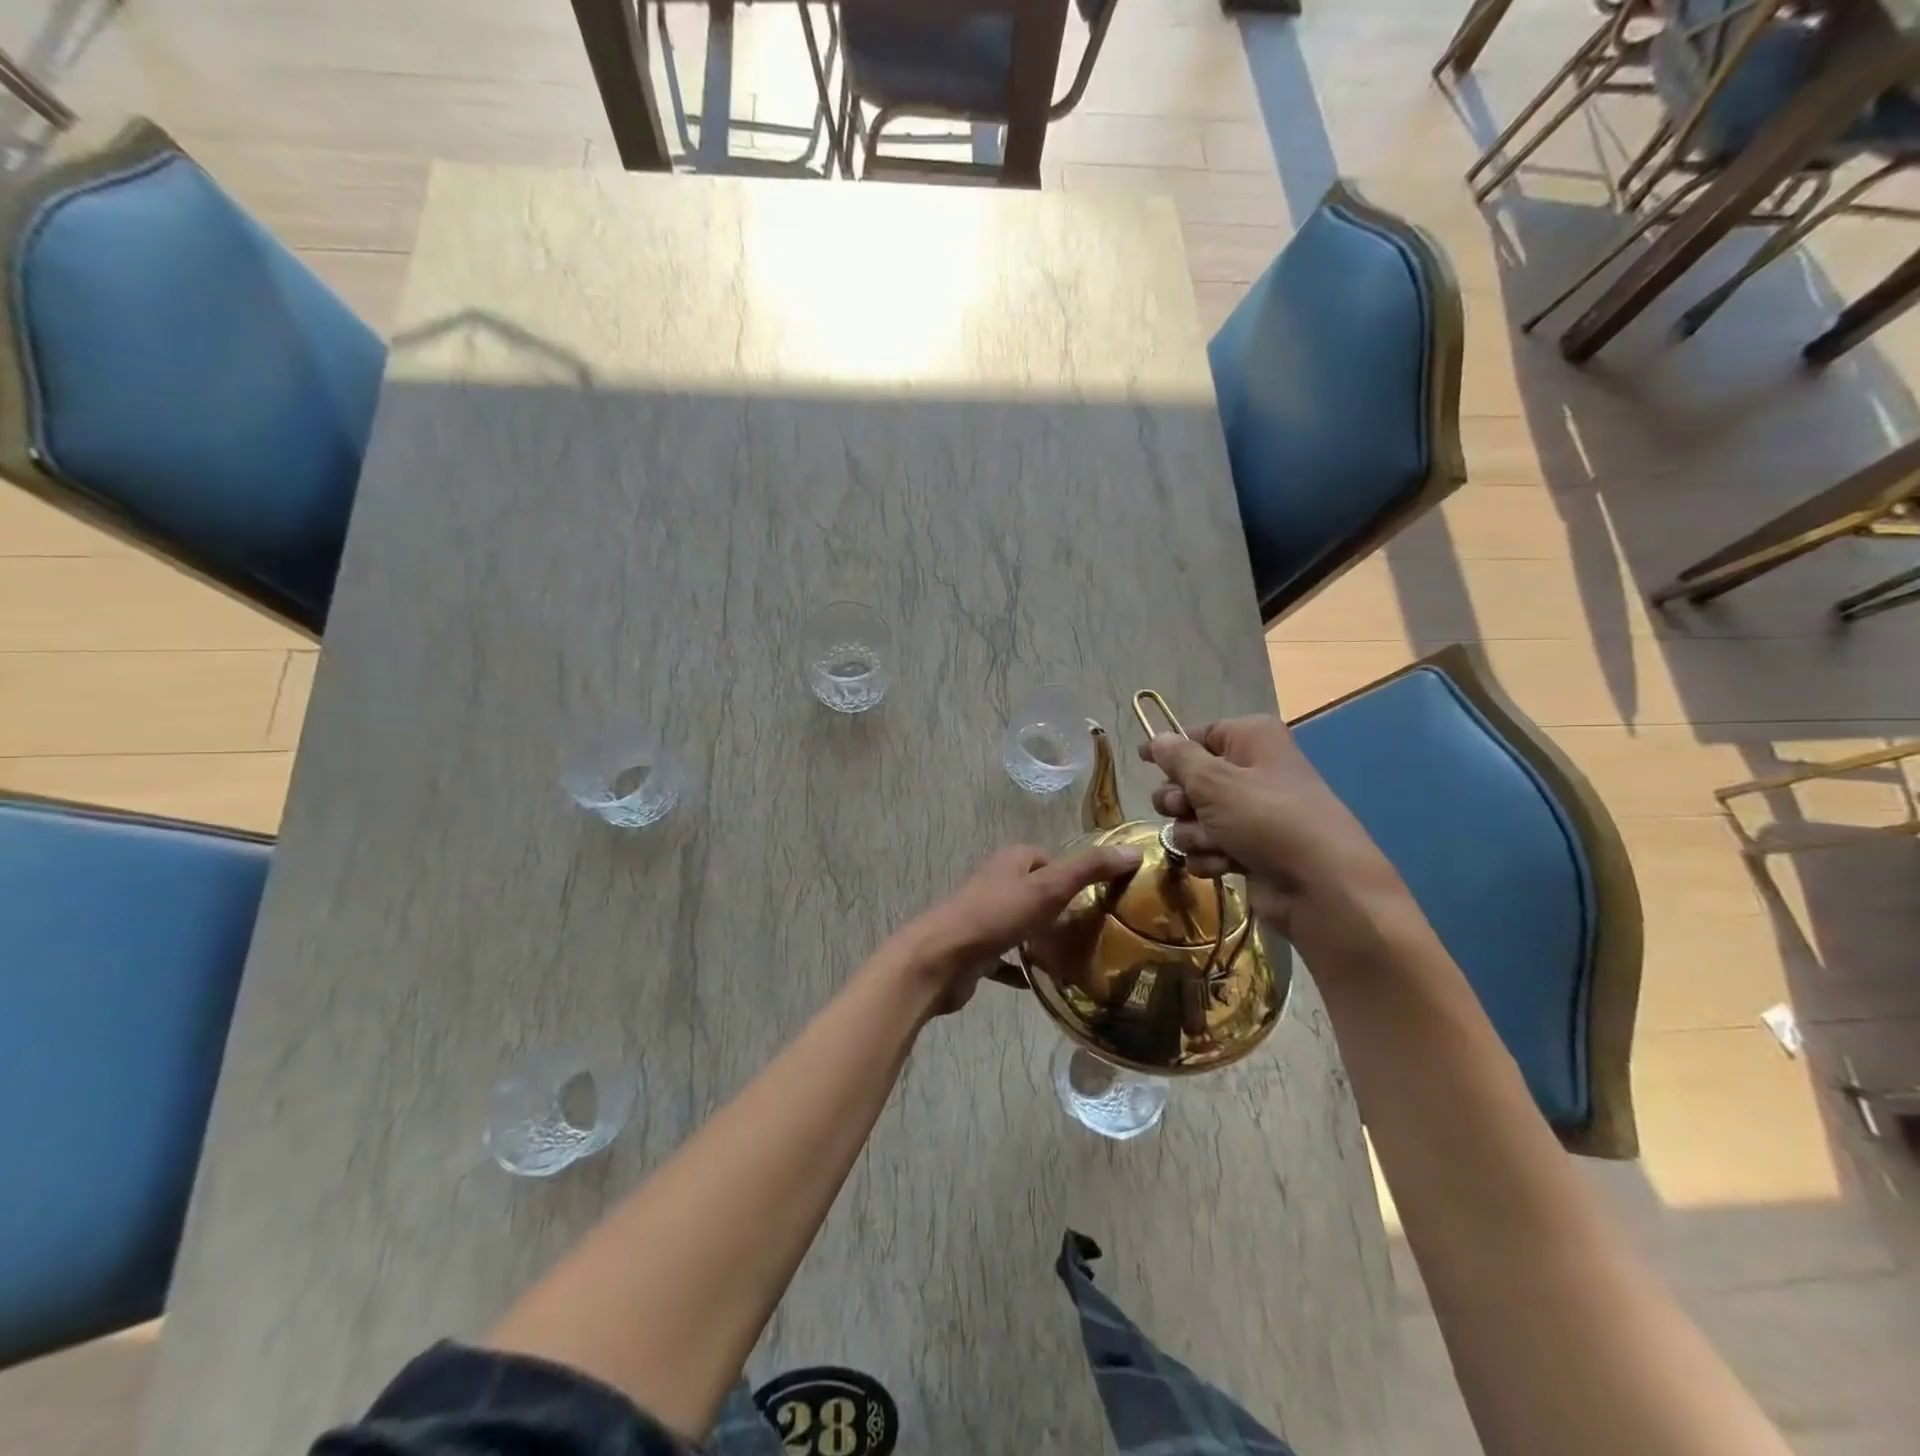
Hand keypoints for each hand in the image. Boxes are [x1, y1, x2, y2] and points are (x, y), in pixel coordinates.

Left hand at [892, 843, 1143, 1014]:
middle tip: (1092, 929)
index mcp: (1010, 862)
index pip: (1047, 858)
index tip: (1098, 895)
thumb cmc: (995, 916)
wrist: (940, 959)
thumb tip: (1133, 851)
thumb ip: (1090, 870)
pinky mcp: (975, 951)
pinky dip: (1020, 967)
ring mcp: (983, 918)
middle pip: (1034, 890)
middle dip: (1060, 907)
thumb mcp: (1049, 888)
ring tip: (1072, 955)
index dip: (1071, 872)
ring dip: (1040, 937)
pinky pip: (1004, 958)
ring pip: (1020, 923)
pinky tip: (1038, 982)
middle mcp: (995, 884)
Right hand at [1138, 718, 1402, 940]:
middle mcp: (1251, 771)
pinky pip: (1208, 846)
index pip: (1198, 734)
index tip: (1143, 761)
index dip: (1170, 750)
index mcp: (1251, 739)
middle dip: (1180, 801)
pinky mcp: (1247, 849)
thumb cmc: (1267, 819)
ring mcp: (1250, 814)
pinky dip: (1210, 856)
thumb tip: (1156, 739)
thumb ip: (1177, 758)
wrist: (1319, 887)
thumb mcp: (1214, 781)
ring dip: (1195, 834)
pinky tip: (1226, 865)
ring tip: (1216, 844)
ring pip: (1194, 818)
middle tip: (1186, 810)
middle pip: (1189, 779)